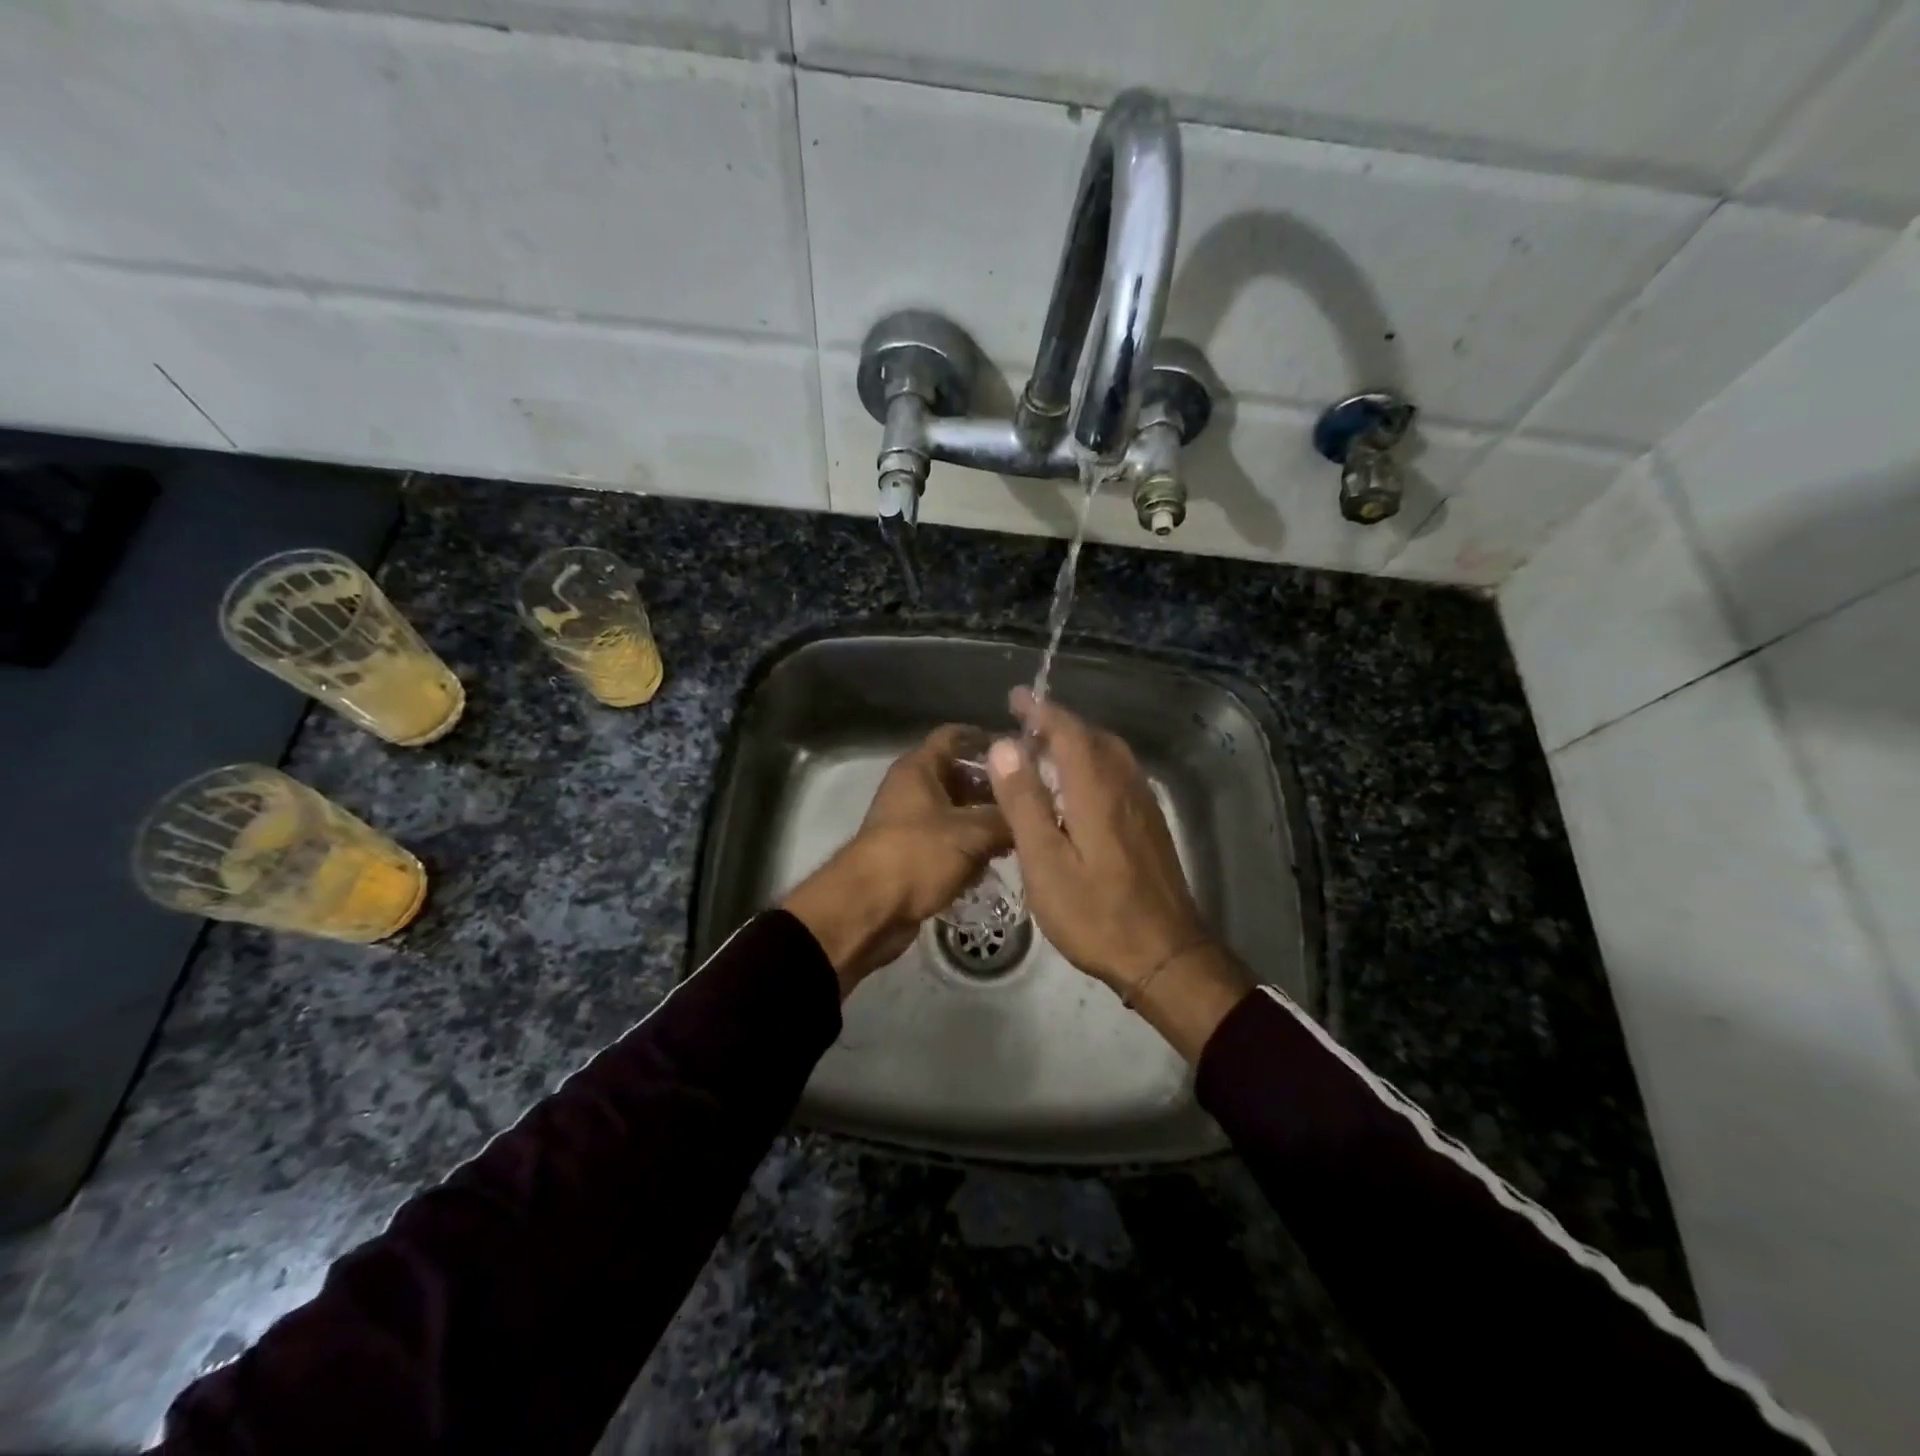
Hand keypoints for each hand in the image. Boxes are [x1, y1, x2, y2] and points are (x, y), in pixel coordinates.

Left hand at [781, 725, 1011, 995]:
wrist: (868, 911)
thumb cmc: (917, 856)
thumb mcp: (971, 833)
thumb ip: (1006, 817)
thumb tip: (1035, 812)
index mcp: (919, 768)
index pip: (956, 736)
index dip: (989, 739)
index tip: (1025, 752)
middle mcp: (913, 789)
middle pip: (961, 776)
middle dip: (996, 788)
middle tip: (1036, 798)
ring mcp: (912, 824)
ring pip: (958, 813)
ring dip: (987, 822)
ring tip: (1027, 831)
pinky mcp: (915, 855)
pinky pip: (950, 843)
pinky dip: (972, 849)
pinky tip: (1001, 860)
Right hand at [987, 687, 1252, 1060]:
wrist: (1165, 955)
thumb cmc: (1095, 913)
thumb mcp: (1046, 862)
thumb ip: (1024, 801)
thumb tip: (1004, 746)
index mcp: (1097, 790)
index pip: (1069, 731)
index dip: (1042, 711)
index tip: (1017, 697)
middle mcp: (1125, 787)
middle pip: (1094, 737)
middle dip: (1060, 722)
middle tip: (1026, 721)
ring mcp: (1143, 807)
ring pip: (1111, 755)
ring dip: (1079, 741)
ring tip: (1048, 748)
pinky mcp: (1151, 827)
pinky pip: (1120, 775)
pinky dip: (1095, 764)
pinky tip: (1080, 788)